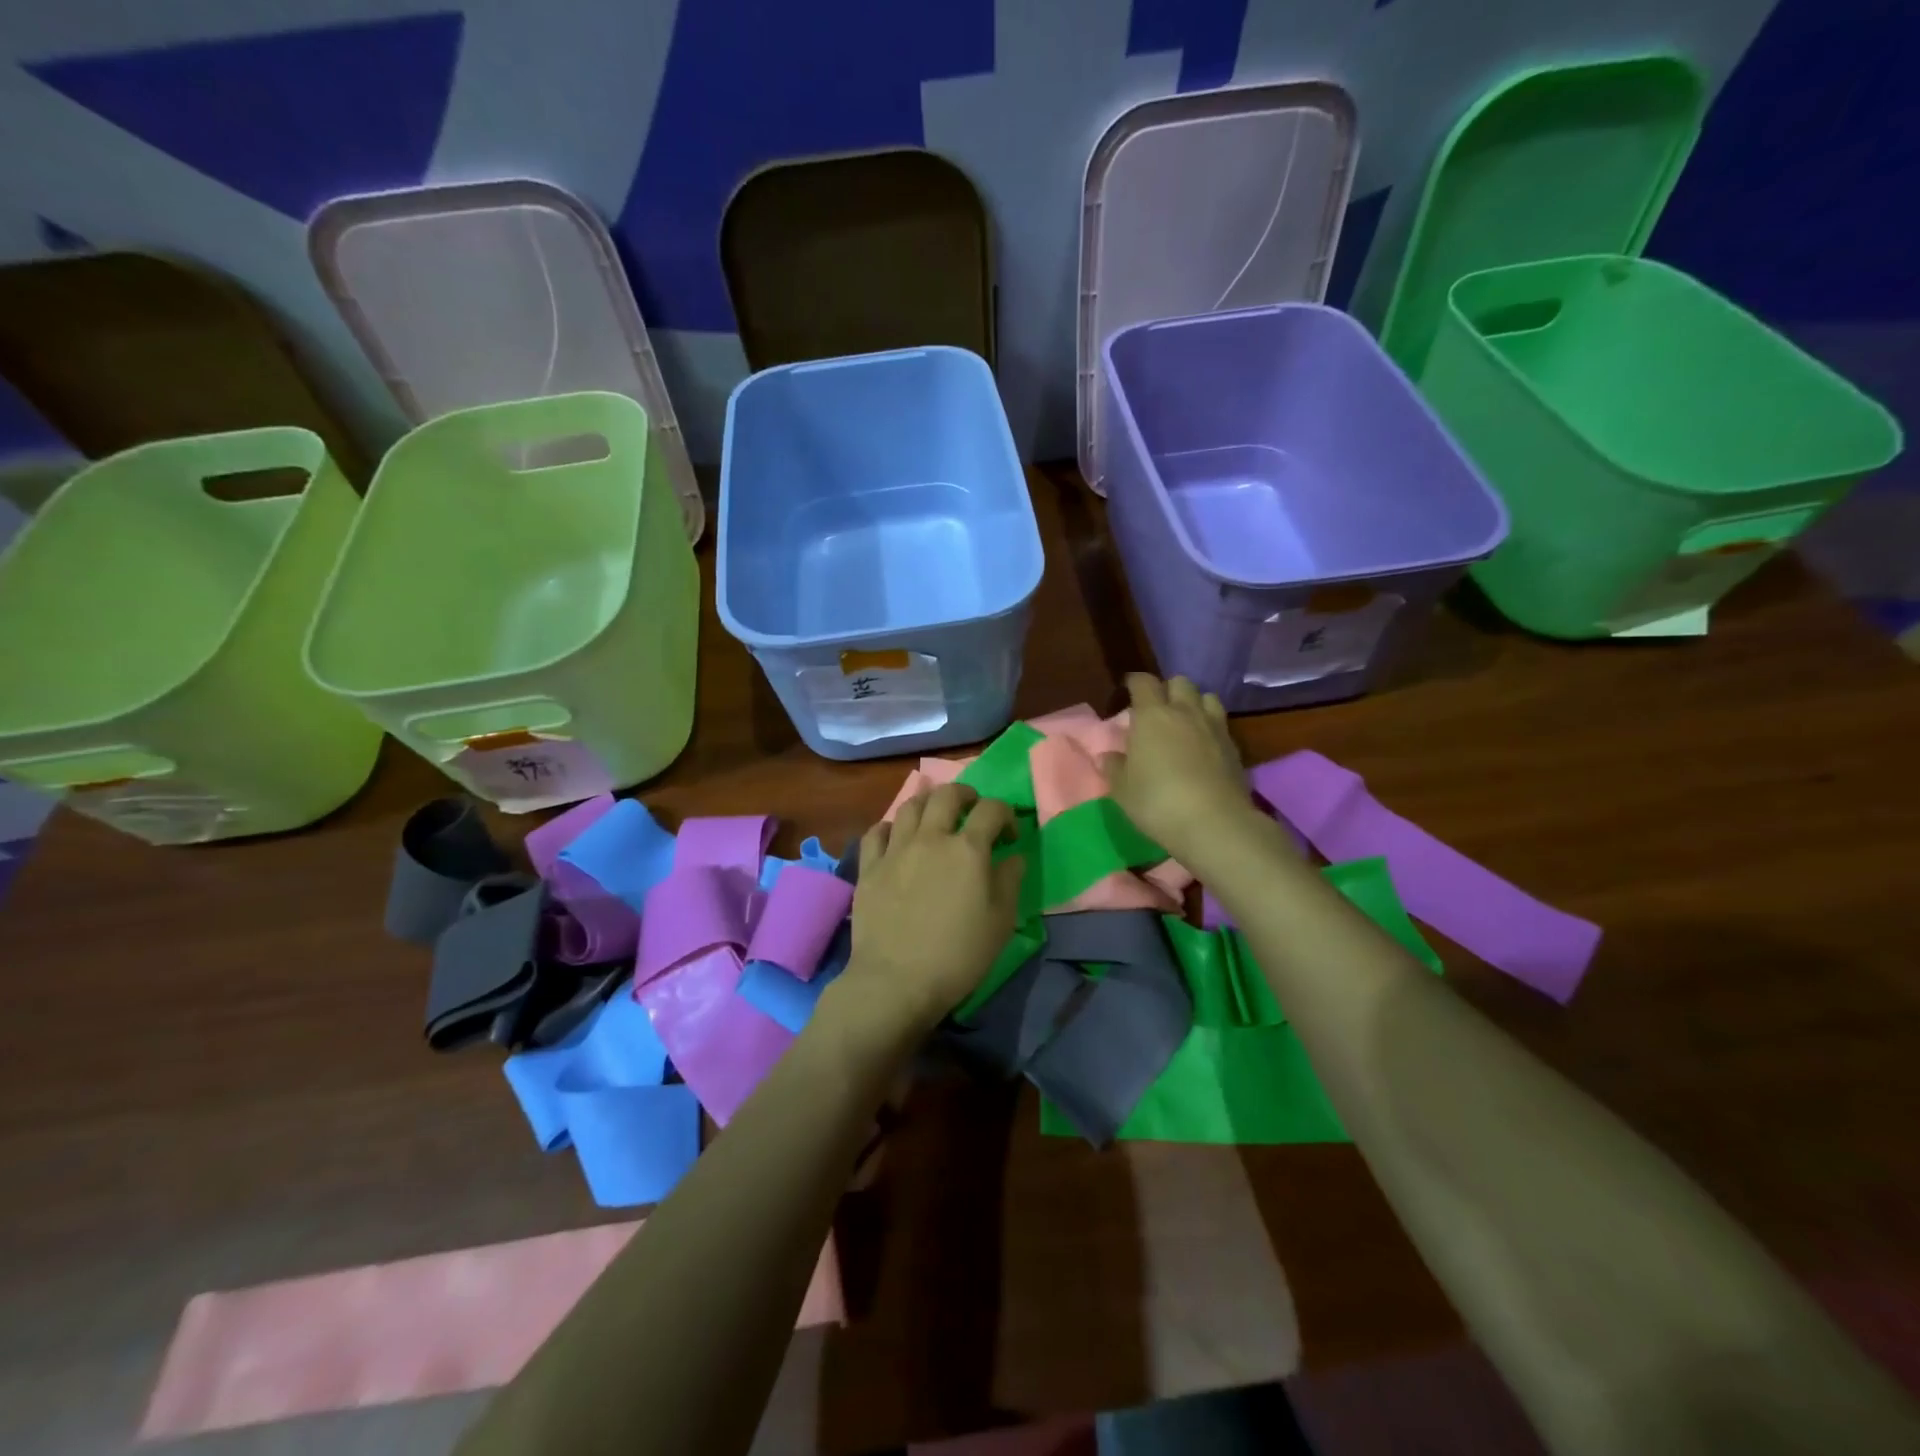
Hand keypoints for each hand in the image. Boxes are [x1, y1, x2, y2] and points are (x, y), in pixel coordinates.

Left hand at [841, 784, 1024, 1037]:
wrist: (896, 980)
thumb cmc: (958, 955)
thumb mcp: (1000, 922)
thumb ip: (1010, 881)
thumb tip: (1013, 856)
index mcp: (968, 849)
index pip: (992, 810)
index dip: (1006, 814)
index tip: (1010, 836)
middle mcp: (931, 838)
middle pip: (947, 795)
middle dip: (965, 795)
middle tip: (972, 809)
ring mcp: (895, 850)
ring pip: (910, 806)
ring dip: (928, 804)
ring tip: (935, 818)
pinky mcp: (869, 867)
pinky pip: (876, 832)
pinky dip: (890, 827)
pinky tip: (896, 838)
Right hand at [1100, 674, 1250, 863]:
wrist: (1214, 823)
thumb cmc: (1157, 802)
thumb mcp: (1123, 790)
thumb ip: (1114, 768)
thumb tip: (1108, 756)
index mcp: (1152, 716)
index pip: (1143, 682)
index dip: (1135, 683)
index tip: (1128, 691)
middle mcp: (1185, 712)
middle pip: (1180, 682)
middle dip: (1168, 690)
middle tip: (1157, 710)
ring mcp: (1214, 727)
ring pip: (1207, 697)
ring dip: (1194, 704)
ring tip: (1185, 723)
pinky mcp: (1235, 747)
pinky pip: (1221, 724)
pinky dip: (1210, 727)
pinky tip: (1204, 746)